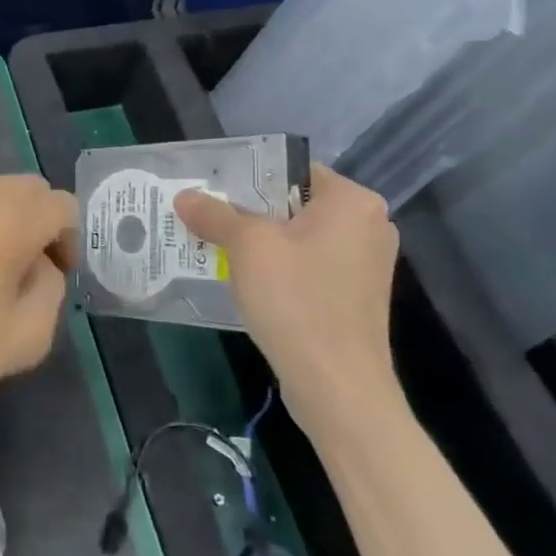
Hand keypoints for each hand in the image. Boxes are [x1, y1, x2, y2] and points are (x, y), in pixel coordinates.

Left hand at [0, 175, 78, 428]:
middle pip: (29, 189)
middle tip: (29, 269)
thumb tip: (40, 263)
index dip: (68, 239)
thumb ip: (52, 287)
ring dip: (6, 219)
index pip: (61, 205)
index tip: (57, 274)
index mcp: (7, 217)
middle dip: (39, 223)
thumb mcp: (29, 335)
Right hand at [174, 165, 401, 426]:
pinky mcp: (358, 297)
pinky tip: (248, 283)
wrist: (336, 386)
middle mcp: (370, 225)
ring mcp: (367, 264)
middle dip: (251, 213)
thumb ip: (215, 215)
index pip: (293, 169)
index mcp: (353, 200)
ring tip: (218, 249)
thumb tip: (185, 196)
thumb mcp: (248, 247)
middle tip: (208, 219)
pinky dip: (281, 270)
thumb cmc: (297, 301)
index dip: (250, 177)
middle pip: (296, 204)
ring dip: (263, 244)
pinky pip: (311, 267)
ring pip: (302, 238)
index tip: (213, 191)